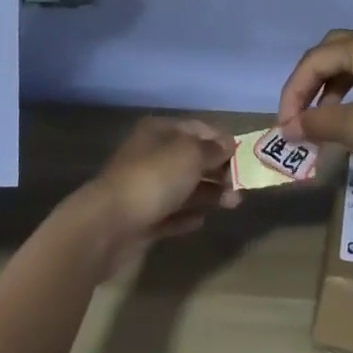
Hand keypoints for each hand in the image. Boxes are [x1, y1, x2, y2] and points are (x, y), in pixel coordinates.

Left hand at [67, 117, 238, 273]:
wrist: (108, 224)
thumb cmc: (153, 178)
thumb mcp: (190, 154)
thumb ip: (212, 149)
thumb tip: (227, 144)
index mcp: (159, 132)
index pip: (196, 128)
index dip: (220, 139)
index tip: (244, 156)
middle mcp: (151, 156)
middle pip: (191, 159)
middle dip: (218, 170)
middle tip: (241, 186)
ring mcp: (145, 188)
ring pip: (184, 187)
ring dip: (209, 194)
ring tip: (233, 204)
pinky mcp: (142, 218)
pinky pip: (170, 213)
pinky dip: (186, 215)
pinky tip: (202, 221)